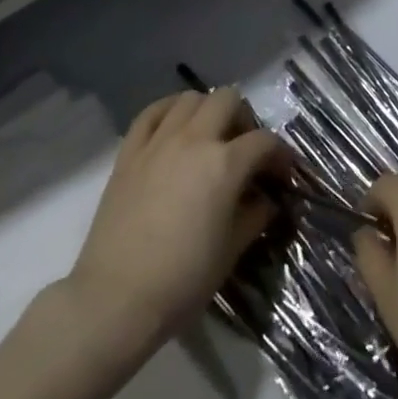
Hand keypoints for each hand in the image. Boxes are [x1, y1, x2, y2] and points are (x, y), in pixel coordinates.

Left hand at [68, 88, 287, 353]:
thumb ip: (255, 216)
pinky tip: (174, 128)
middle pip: (228, 100)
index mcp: (225, 164)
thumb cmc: (182, 281)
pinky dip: (168, 111)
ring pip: (190, 98)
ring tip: (209, 137)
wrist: (115, 300)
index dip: (280, 155)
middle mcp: (194, 140)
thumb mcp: (231, 251)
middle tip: (244, 148)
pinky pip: (151, 113)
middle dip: (244, 119)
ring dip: (207, 111)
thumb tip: (266, 200)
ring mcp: (158, 142)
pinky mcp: (129, 152)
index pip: (264, 142)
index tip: (282, 174)